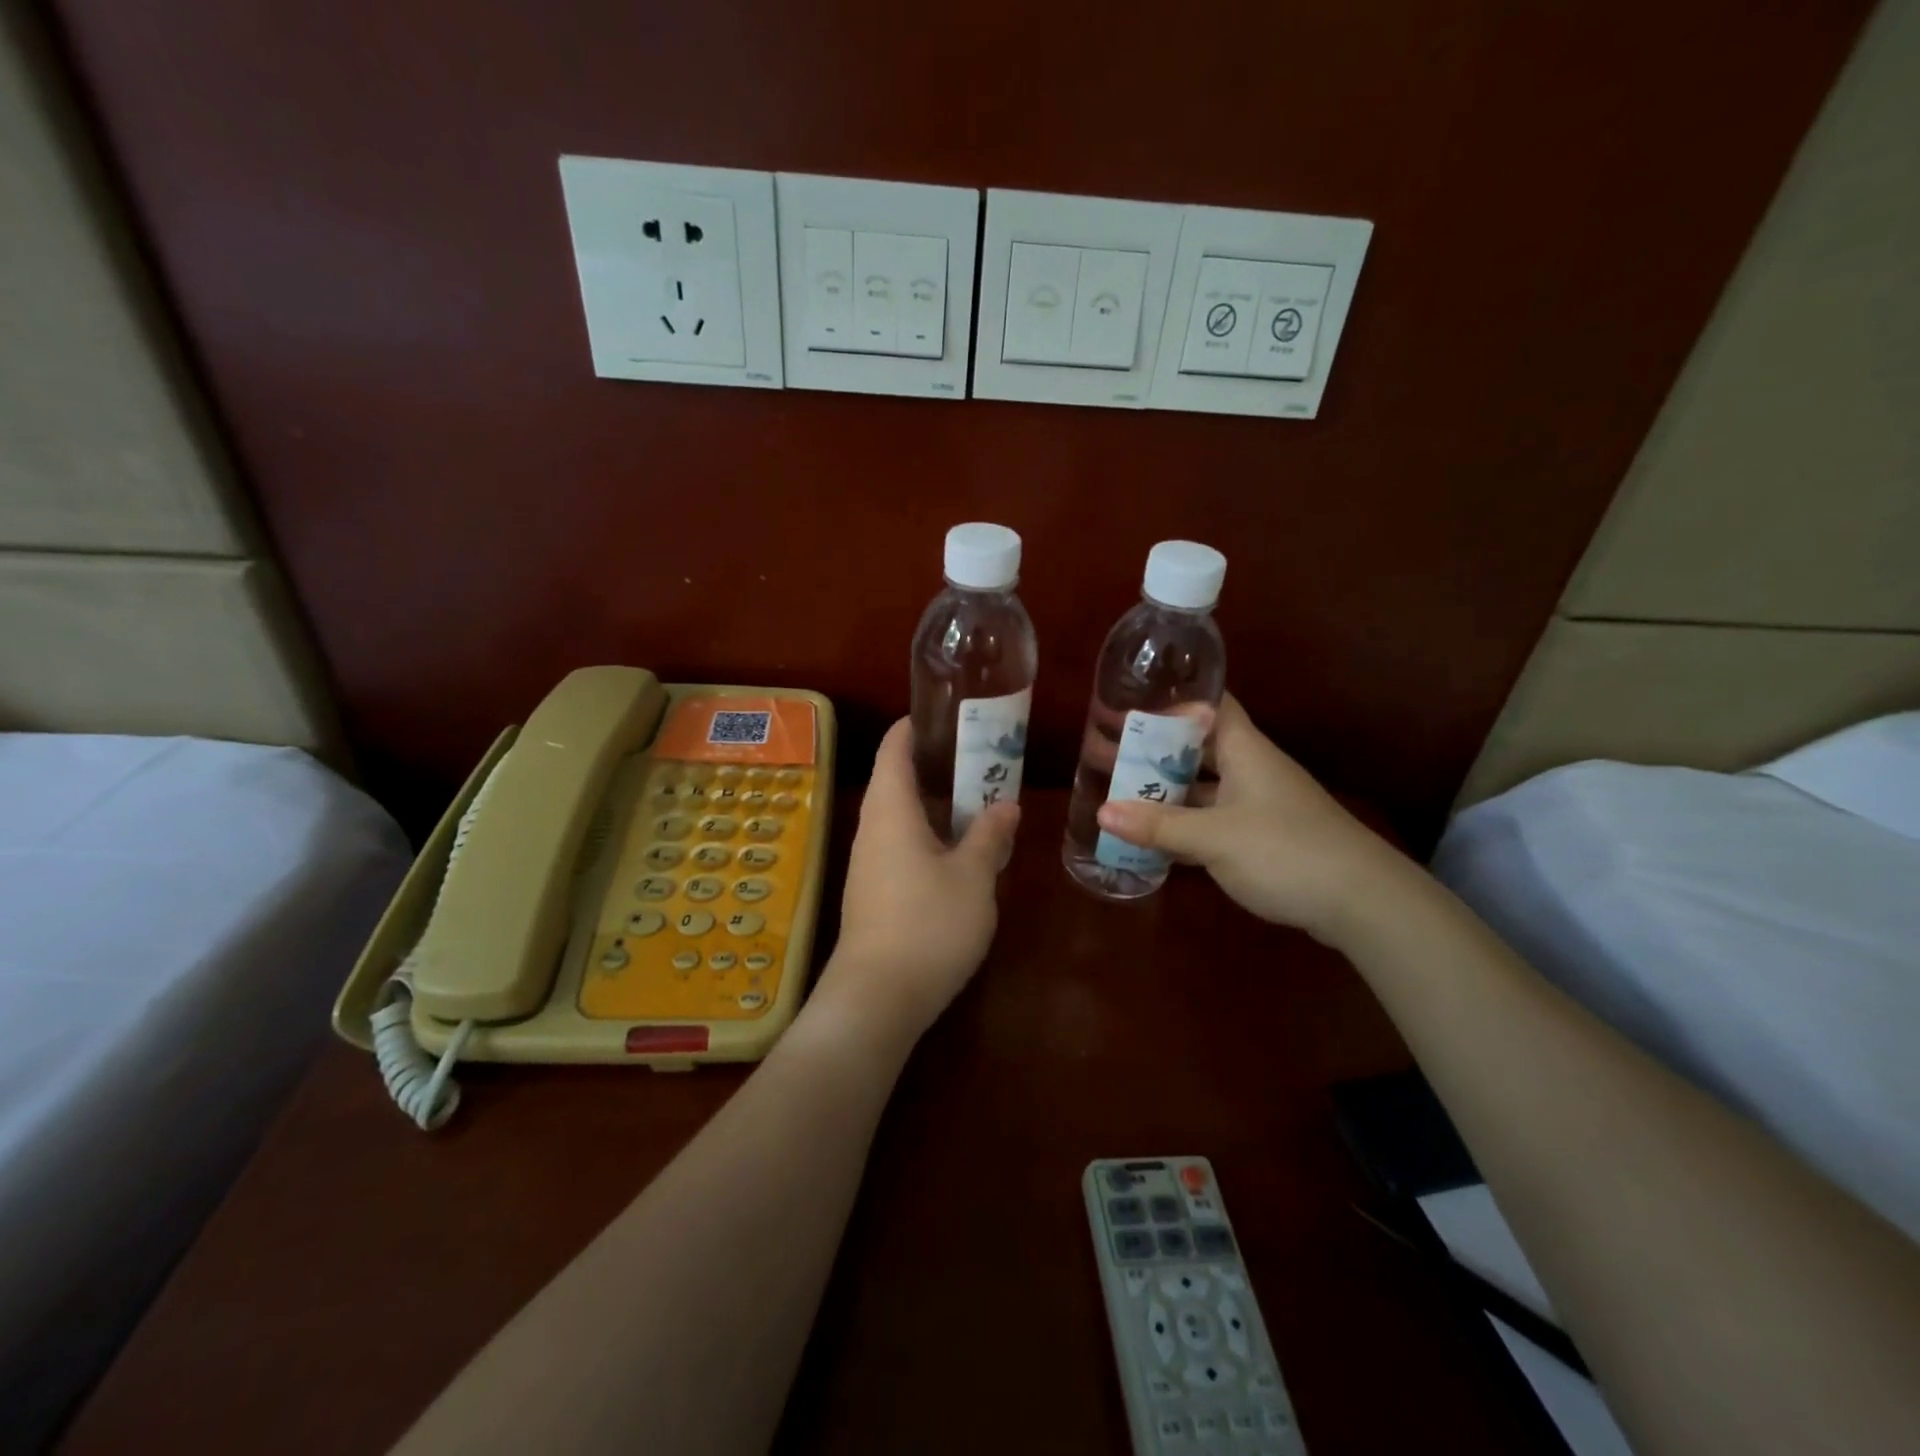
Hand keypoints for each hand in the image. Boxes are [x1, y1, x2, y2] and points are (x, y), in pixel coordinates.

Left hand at [813, 718, 1020, 1049]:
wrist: (877, 998)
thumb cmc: (928, 924)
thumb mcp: (973, 877)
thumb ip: (989, 835)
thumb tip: (1006, 805)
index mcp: (890, 810)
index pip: (893, 749)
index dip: (913, 726)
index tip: (944, 714)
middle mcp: (872, 828)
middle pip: (896, 780)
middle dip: (934, 765)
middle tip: (978, 757)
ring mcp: (868, 863)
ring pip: (899, 817)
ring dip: (933, 804)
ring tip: (976, 799)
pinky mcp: (872, 892)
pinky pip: (899, 846)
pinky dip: (927, 835)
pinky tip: (958, 851)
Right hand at [1094, 694, 1406, 944]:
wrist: (1362, 902)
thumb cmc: (1286, 850)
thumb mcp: (1215, 837)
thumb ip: (1159, 825)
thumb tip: (1102, 812)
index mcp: (1245, 750)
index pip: (1209, 706)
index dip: (1173, 701)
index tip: (1131, 704)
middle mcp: (1252, 770)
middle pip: (1199, 749)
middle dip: (1157, 751)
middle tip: (1110, 753)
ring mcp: (1259, 805)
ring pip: (1205, 788)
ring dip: (1169, 792)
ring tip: (1121, 794)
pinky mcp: (1264, 838)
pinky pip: (1214, 821)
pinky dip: (1186, 825)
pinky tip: (1155, 838)